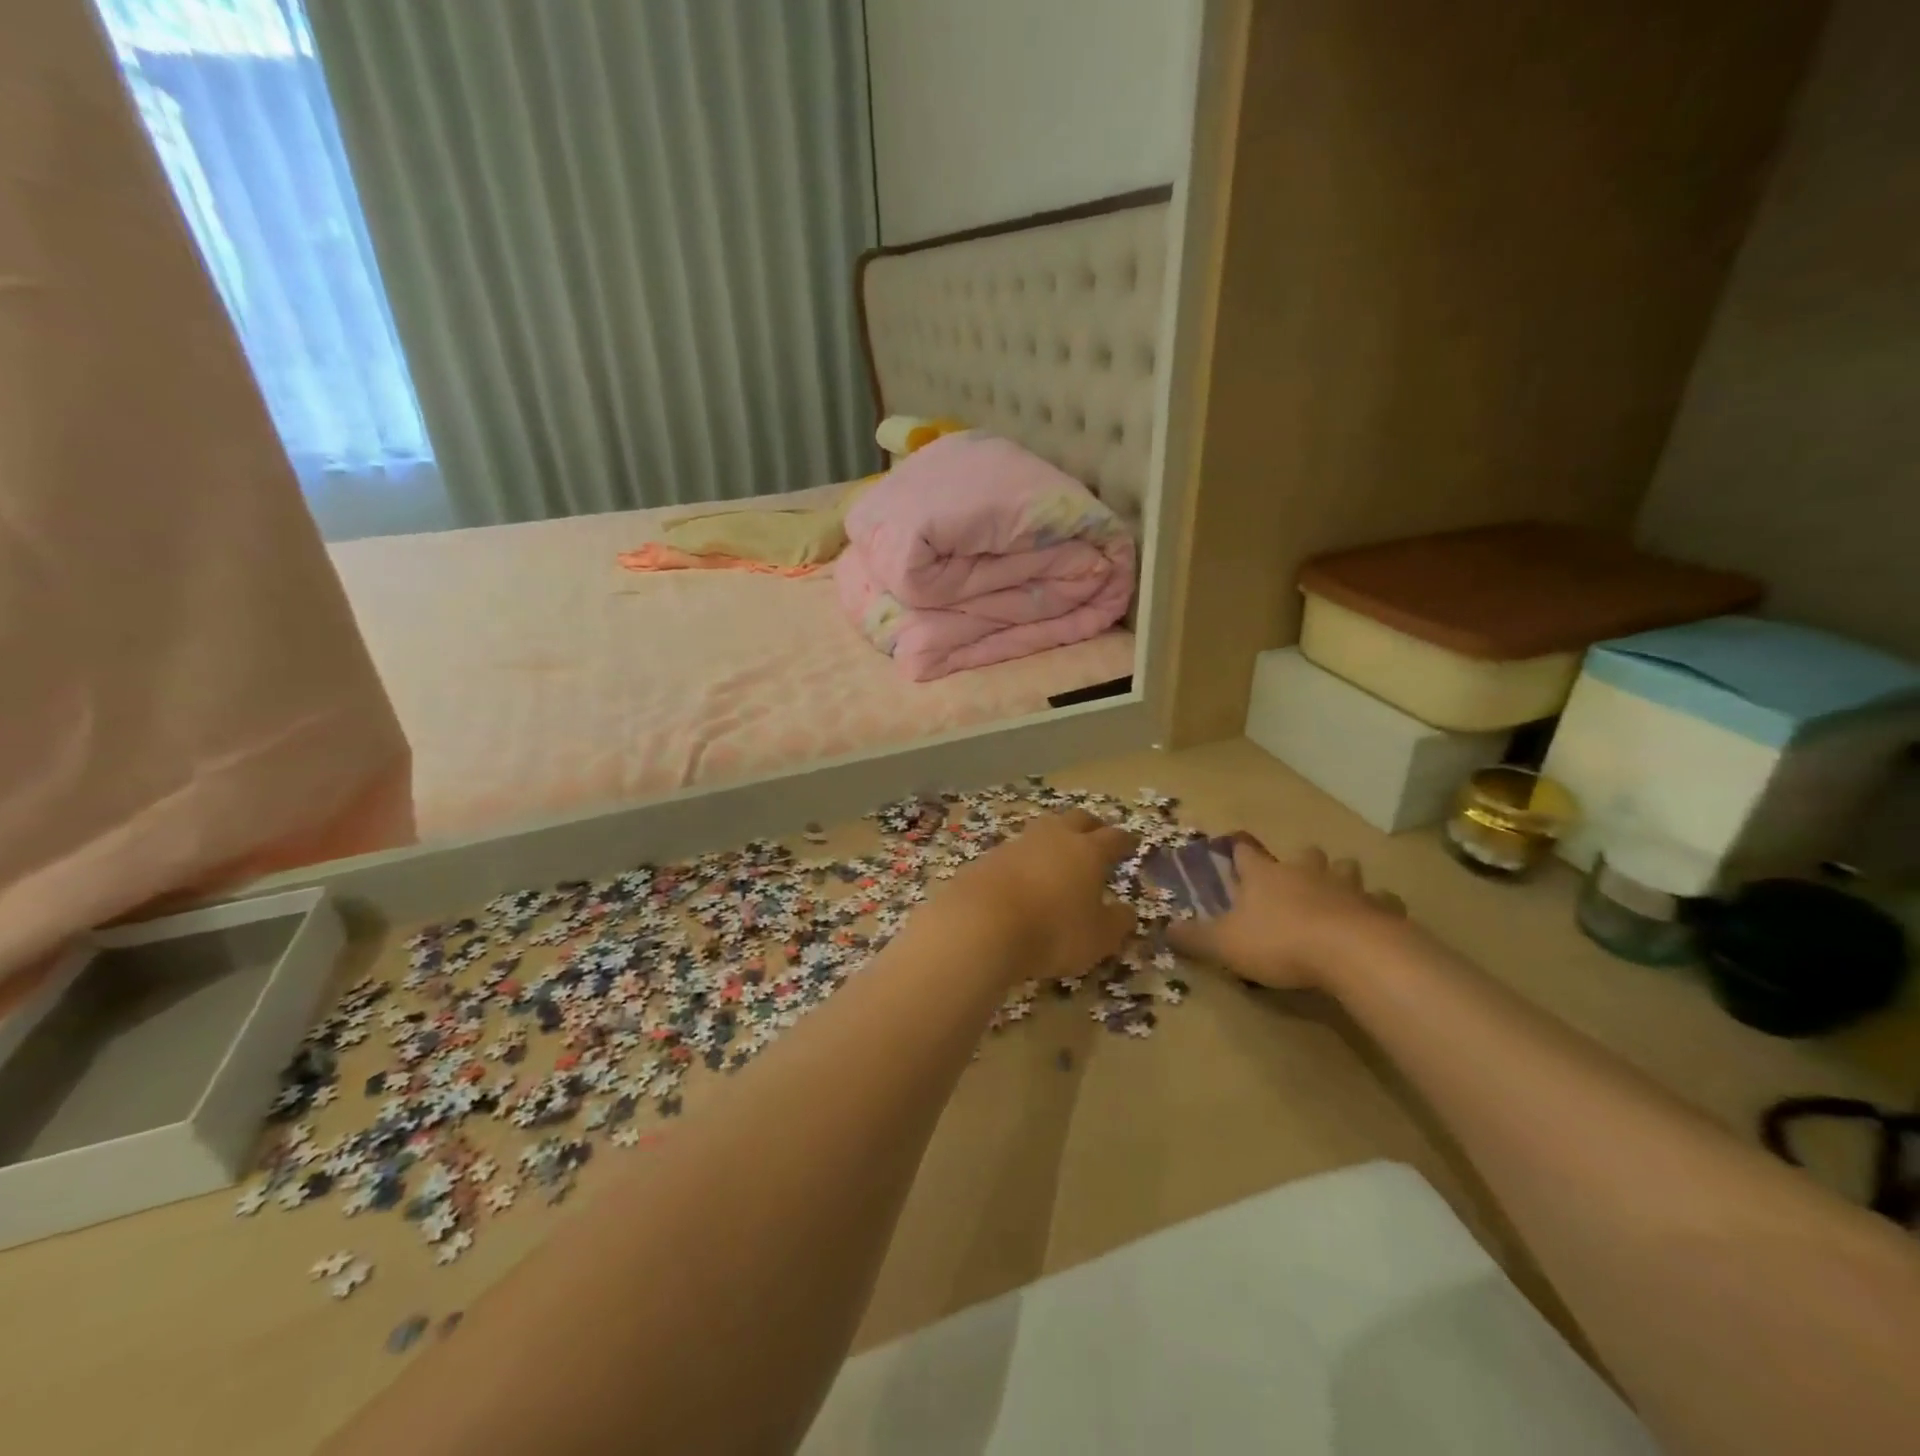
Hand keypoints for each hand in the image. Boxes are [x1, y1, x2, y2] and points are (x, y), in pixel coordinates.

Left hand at [922, 809, 1136, 982]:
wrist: (981, 924)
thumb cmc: (1052, 931)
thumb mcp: (1097, 938)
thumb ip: (1117, 922)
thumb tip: (1127, 911)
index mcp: (1088, 851)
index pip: (1114, 838)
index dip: (1125, 841)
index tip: (1131, 843)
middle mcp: (1054, 837)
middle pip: (1078, 819)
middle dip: (1091, 825)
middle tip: (1097, 836)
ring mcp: (1017, 843)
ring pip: (1043, 829)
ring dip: (1054, 838)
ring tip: (1058, 854)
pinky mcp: (988, 856)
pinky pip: (1015, 851)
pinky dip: (1025, 860)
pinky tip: (1023, 876)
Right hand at [1168, 839, 1405, 990]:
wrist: (1351, 954)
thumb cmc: (1279, 942)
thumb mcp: (1224, 944)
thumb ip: (1194, 938)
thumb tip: (1162, 929)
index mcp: (1265, 876)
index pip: (1246, 852)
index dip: (1239, 850)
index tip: (1234, 849)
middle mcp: (1306, 872)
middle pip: (1306, 853)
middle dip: (1302, 860)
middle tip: (1297, 876)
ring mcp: (1347, 888)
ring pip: (1347, 869)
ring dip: (1342, 877)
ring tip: (1339, 893)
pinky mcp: (1381, 909)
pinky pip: (1384, 901)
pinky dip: (1379, 907)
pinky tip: (1376, 919)